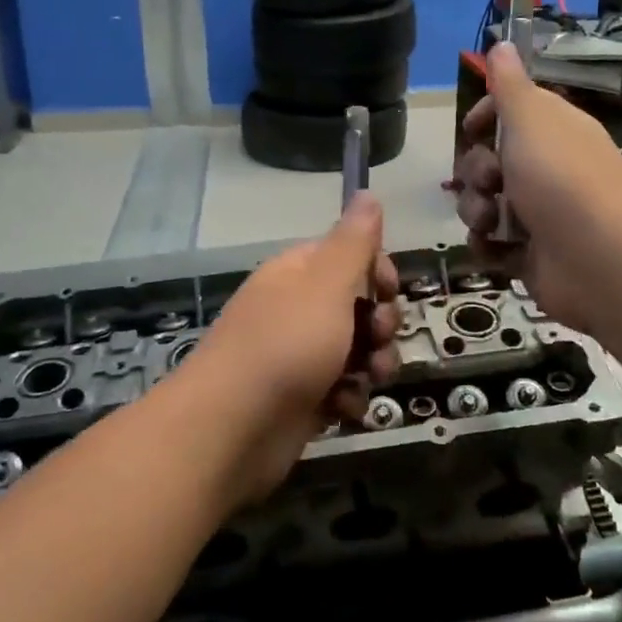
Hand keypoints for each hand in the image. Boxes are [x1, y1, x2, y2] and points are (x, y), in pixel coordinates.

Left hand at [180, 193, 400, 501]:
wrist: (231, 429)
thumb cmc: (285, 346)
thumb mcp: (326, 285)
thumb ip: (353, 242)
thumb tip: (368, 192)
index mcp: (298, 274)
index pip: (349, 256)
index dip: (377, 270)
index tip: (390, 291)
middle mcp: (297, 310)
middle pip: (358, 305)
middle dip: (380, 323)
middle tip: (378, 338)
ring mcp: (298, 357)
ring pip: (356, 351)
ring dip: (373, 364)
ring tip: (370, 379)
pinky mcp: (302, 400)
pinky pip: (341, 390)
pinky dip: (349, 399)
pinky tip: (344, 409)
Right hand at [453, 42, 621, 331]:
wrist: (597, 260)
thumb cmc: (561, 179)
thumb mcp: (532, 119)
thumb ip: (510, 85)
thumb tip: (503, 42)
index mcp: (554, 132)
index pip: (511, 114)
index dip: (486, 117)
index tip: (471, 128)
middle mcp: (547, 169)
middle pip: (488, 160)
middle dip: (477, 172)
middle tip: (492, 181)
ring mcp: (538, 213)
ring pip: (483, 202)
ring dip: (477, 211)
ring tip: (494, 223)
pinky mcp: (528, 253)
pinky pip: (490, 242)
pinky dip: (488, 246)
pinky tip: (498, 249)